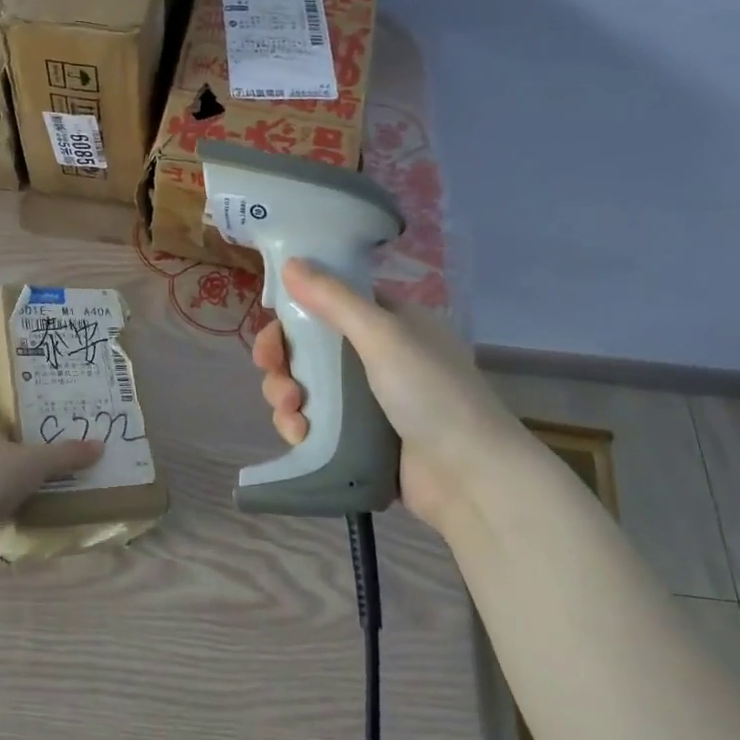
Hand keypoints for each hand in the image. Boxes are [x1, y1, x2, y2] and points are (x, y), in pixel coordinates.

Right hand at [252, 260, 538, 530]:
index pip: (328, 308)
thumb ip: (334, 300)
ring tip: (293, 415)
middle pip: (310, 350)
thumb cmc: (430, 393)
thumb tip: (291, 264)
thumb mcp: (383, 336)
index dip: (294, 319)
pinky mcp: (360, 438)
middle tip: (277, 380)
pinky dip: (300, 426)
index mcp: (390, 324)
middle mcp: (378, 357)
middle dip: (284, 365)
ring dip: (287, 397)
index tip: (271, 338)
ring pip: (307, 388)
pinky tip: (299, 436)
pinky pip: (316, 423)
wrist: (469, 475)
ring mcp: (368, 400)